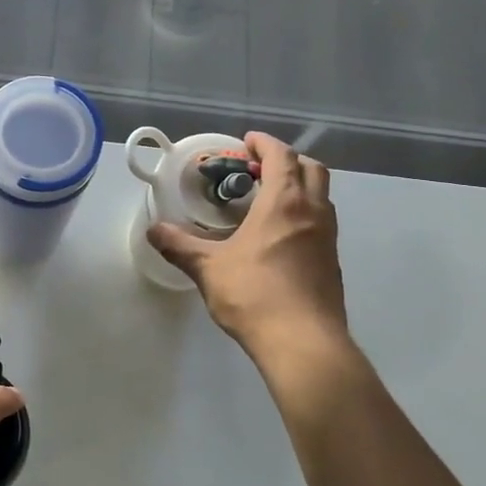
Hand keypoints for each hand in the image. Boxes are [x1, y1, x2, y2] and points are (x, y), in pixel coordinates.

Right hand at [148, 133, 349, 358]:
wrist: (303, 343)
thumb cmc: (255, 295)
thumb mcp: (208, 269)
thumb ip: (179, 246)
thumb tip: (153, 230)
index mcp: (284, 204)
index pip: (282, 157)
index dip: (265, 144)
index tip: (247, 142)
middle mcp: (313, 213)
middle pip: (311, 169)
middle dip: (287, 161)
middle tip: (258, 169)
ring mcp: (328, 239)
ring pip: (321, 196)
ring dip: (299, 187)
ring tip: (268, 200)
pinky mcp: (332, 263)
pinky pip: (321, 223)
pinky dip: (304, 214)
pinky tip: (279, 237)